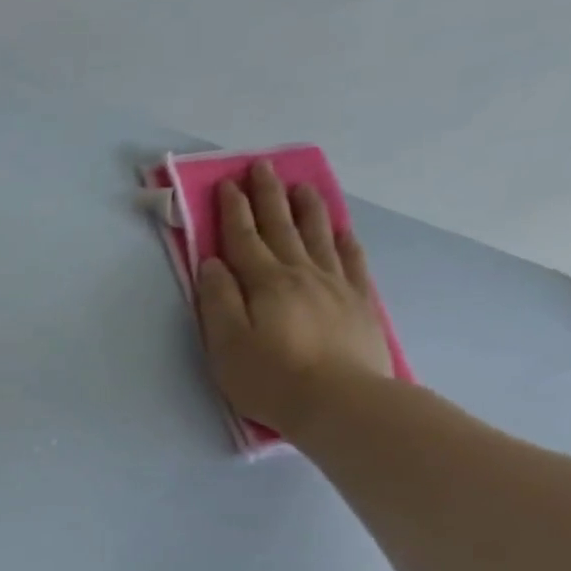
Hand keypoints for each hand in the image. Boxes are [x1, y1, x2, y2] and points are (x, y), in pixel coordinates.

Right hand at [195, 161, 392, 436]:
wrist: (340, 402)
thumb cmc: (269, 377)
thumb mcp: (225, 344)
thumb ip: (217, 300)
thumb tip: (211, 264)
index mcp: (264, 283)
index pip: (243, 238)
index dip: (233, 210)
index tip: (227, 183)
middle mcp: (300, 274)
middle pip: (281, 227)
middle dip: (268, 196)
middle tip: (261, 167)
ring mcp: (335, 285)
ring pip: (319, 235)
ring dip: (306, 208)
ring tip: (302, 185)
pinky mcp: (358, 302)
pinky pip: (351, 260)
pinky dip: (343, 239)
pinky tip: (340, 228)